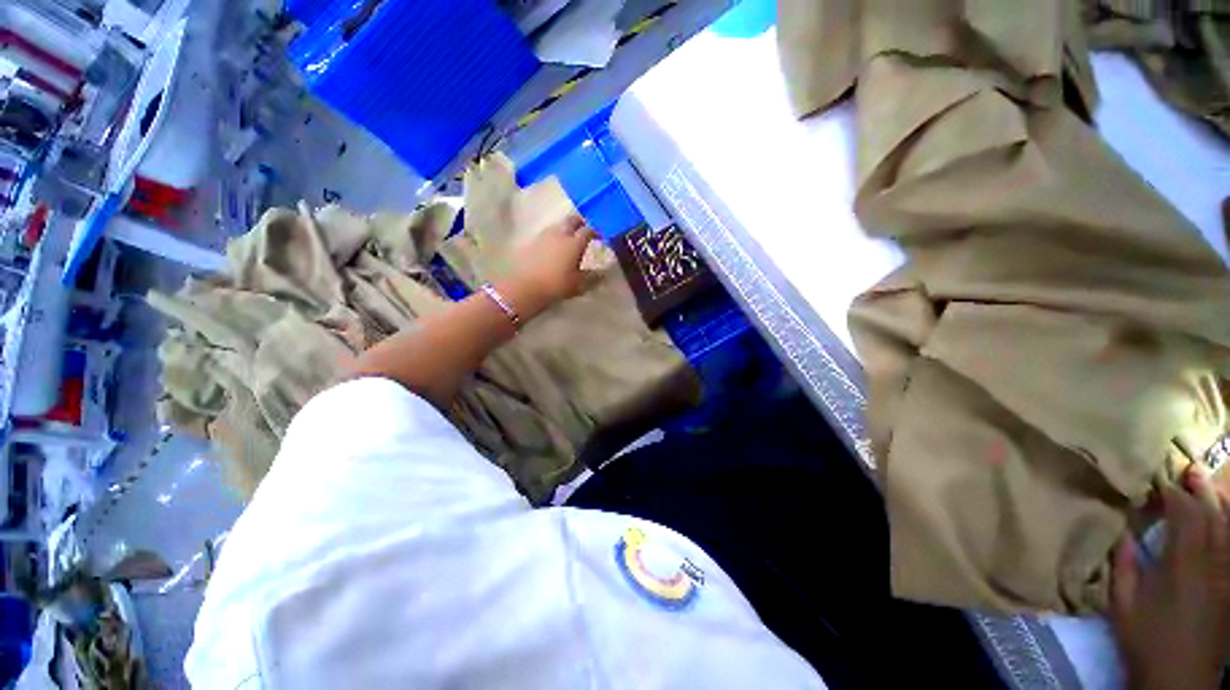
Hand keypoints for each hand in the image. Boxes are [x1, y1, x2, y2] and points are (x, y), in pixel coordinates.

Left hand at [507, 215, 595, 304]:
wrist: (525, 287)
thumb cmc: (556, 285)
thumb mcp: (578, 284)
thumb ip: (592, 277)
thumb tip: (603, 273)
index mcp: (574, 242)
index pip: (589, 230)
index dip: (596, 232)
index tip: (600, 237)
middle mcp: (560, 234)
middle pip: (572, 220)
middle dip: (580, 223)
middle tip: (585, 229)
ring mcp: (544, 235)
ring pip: (559, 225)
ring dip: (566, 228)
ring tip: (570, 238)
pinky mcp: (532, 241)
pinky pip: (548, 234)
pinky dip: (555, 237)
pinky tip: (555, 247)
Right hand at [1111, 465, 1229, 689]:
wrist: (1178, 677)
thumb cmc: (1146, 640)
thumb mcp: (1123, 607)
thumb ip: (1124, 569)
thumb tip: (1124, 534)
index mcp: (1182, 568)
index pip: (1185, 519)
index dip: (1174, 496)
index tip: (1159, 481)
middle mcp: (1210, 565)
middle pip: (1213, 519)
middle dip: (1203, 492)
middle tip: (1191, 469)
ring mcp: (1225, 576)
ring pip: (1229, 531)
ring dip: (1220, 505)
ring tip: (1209, 485)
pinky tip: (1224, 519)